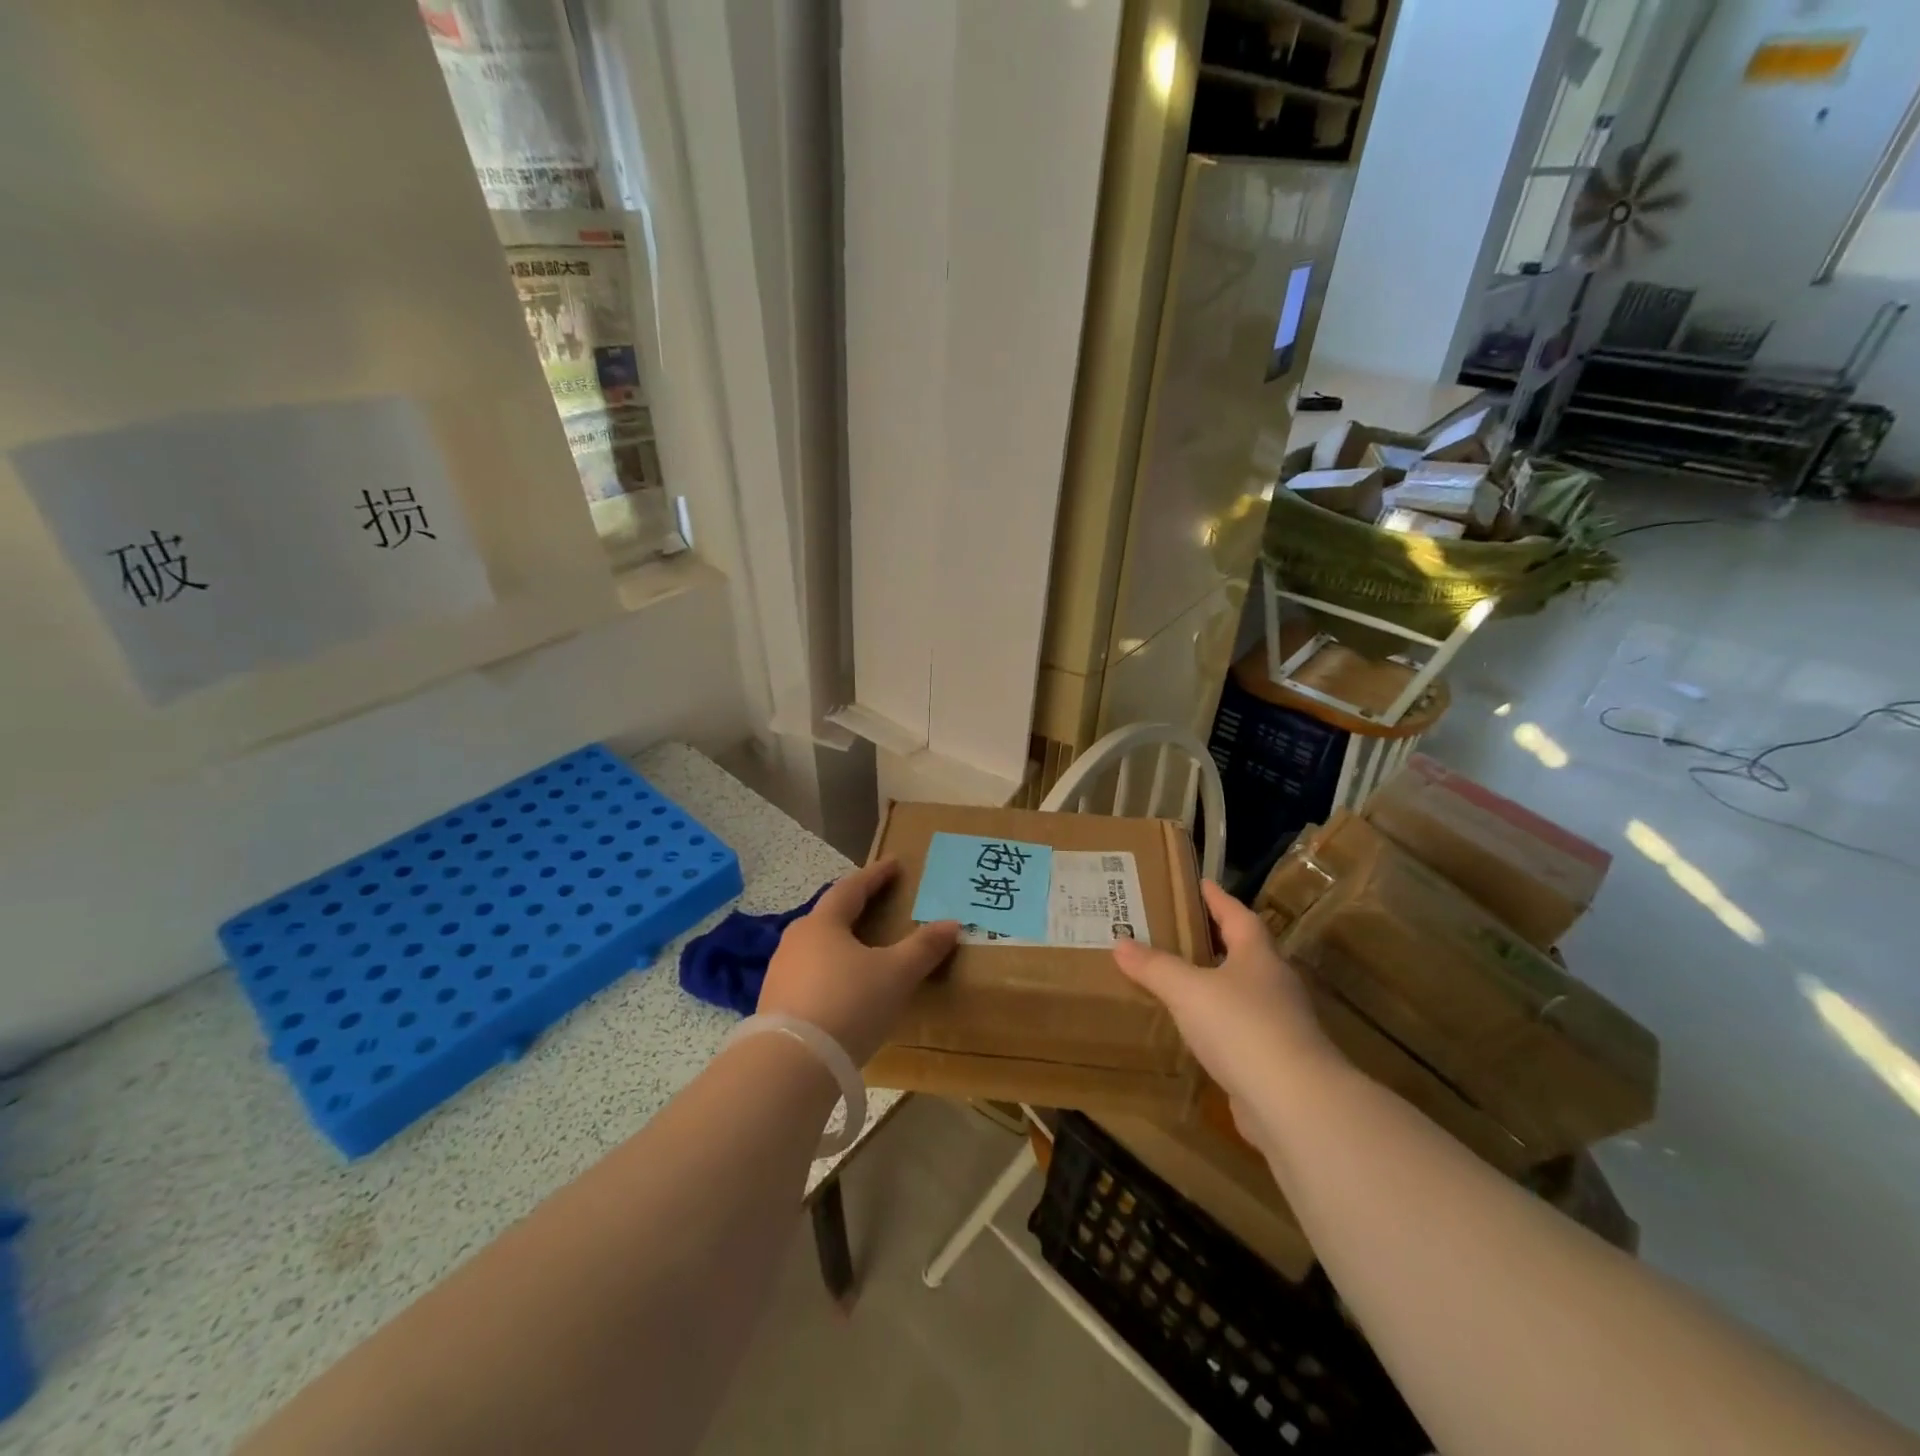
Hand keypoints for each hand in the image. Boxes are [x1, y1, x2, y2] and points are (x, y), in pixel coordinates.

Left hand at [757, 860, 959, 1064]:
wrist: (791, 1065)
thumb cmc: (849, 1004)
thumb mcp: (896, 974)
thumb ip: (923, 947)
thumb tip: (952, 923)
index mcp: (823, 924)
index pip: (851, 888)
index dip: (875, 875)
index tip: (893, 863)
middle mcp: (796, 941)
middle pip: (829, 915)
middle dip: (854, 907)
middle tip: (877, 903)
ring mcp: (780, 973)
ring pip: (816, 947)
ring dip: (840, 942)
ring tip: (862, 949)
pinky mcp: (775, 1005)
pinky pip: (809, 976)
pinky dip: (830, 972)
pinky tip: (842, 988)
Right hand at [1112, 881, 1341, 1145]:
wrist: (1295, 1103)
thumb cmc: (1242, 1027)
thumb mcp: (1188, 990)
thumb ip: (1155, 967)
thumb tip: (1120, 942)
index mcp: (1258, 956)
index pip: (1238, 916)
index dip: (1218, 899)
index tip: (1202, 883)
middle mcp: (1274, 984)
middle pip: (1246, 952)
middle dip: (1218, 940)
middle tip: (1183, 930)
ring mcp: (1281, 1025)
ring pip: (1245, 993)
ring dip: (1218, 985)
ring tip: (1183, 980)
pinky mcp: (1276, 1062)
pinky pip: (1242, 1031)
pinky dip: (1220, 1025)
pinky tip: (1198, 1033)